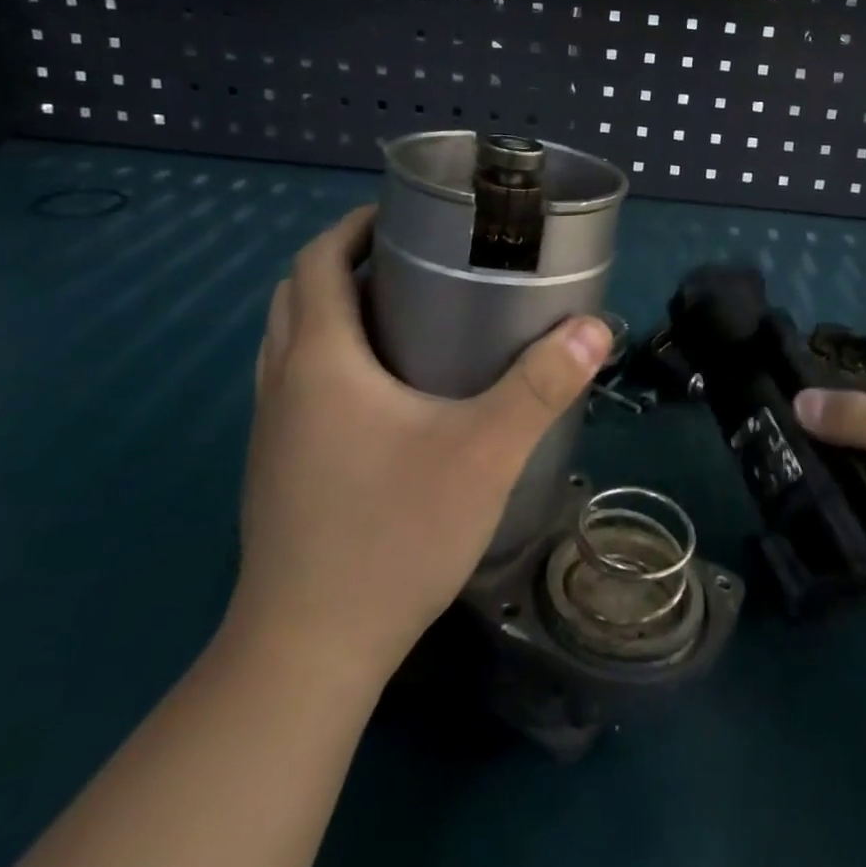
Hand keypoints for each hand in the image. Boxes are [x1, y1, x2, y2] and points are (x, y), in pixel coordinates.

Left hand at [228, 205, 610, 675]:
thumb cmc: (393, 535)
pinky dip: (326, 356)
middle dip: (343, 261)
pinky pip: (292, 381)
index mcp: (320, 360)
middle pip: (297, 293)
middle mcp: (283, 382)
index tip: (402, 215)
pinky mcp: (275, 466)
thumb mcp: (483, 453)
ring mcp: (271, 429)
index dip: (352, 227)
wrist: (308, 651)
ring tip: (398, 312)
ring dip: (330, 309)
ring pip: (288, 339)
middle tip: (408, 258)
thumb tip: (594, 327)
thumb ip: (540, 386)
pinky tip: (381, 390)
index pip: (316, 262)